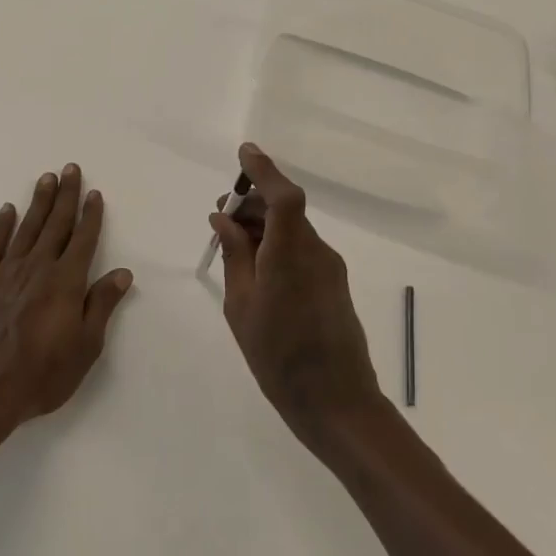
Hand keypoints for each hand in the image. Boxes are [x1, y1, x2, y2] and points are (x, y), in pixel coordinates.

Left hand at [0, 164, 132, 452]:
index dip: (90, 215)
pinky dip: (1, 226)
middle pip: (55, 224)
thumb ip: (101, 306)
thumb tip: (122, 273)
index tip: (94, 193)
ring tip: (46, 178)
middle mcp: (37, 269)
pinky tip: (7, 210)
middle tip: (70, 168)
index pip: (83, 240)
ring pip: (26, 228)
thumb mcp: (84, 349)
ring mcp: (5, 273)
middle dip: (65, 196)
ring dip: (38, 202)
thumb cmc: (40, 377)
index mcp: (66, 283)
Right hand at [211, 143, 382, 449]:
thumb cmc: (278, 356)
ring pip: (292, 230)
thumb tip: (223, 220)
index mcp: (291, 253)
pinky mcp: (334, 284)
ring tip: (231, 247)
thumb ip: (234, 256)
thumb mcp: (241, 306)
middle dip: (252, 205)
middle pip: (285, 210)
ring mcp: (329, 267)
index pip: (282, 195)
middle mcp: (316, 251)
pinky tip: (256, 270)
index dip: (264, 170)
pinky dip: (277, 247)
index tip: (243, 153)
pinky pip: (302, 250)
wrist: (336, 402)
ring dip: (263, 228)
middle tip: (219, 218)